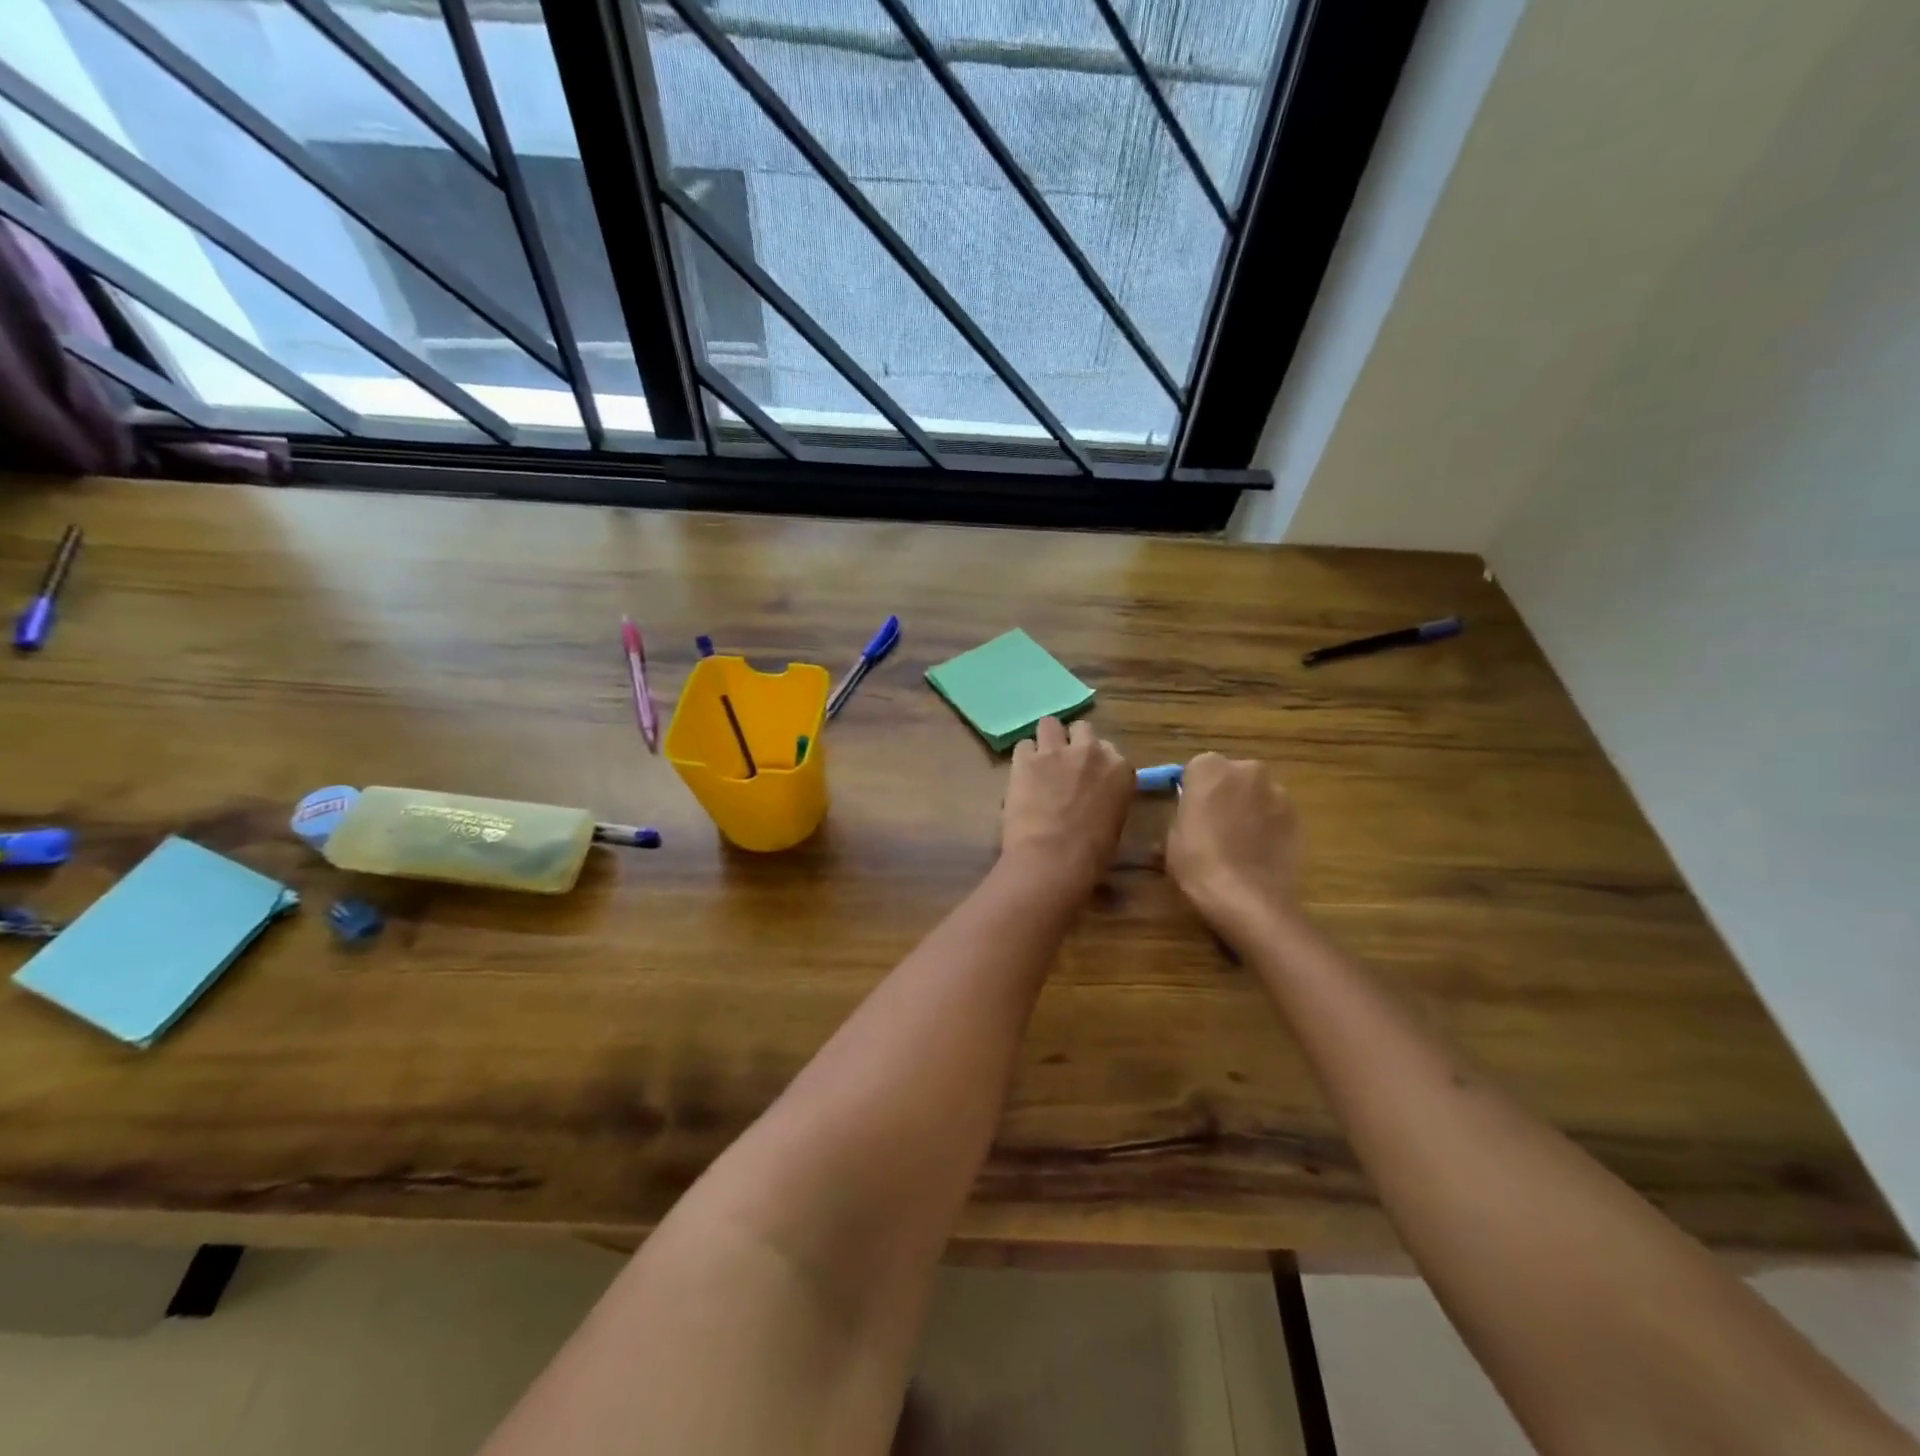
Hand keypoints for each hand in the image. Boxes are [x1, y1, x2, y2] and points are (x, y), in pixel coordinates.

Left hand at [1001, 718, 1132, 896]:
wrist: (1054, 858)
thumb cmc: (1092, 854)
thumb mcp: (1114, 822)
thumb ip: (1107, 798)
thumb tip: (1093, 800)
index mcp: (1120, 769)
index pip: (1109, 750)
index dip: (1095, 762)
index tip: (1087, 776)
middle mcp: (1091, 751)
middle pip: (1082, 729)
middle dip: (1073, 742)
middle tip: (1063, 765)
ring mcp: (1057, 751)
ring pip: (1050, 724)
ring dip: (1046, 740)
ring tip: (1039, 761)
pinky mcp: (1026, 759)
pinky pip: (1023, 745)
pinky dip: (1022, 758)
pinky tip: (1020, 775)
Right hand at [1166, 753, 1302, 939]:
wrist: (1246, 897)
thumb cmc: (1197, 861)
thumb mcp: (1172, 835)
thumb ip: (1184, 812)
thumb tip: (1192, 814)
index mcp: (1209, 767)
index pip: (1196, 769)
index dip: (1193, 791)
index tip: (1189, 812)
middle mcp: (1247, 769)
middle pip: (1231, 777)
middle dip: (1224, 794)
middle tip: (1213, 825)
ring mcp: (1277, 792)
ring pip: (1256, 795)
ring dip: (1248, 809)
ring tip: (1238, 843)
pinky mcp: (1297, 817)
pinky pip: (1275, 815)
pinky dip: (1267, 827)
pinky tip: (1257, 853)